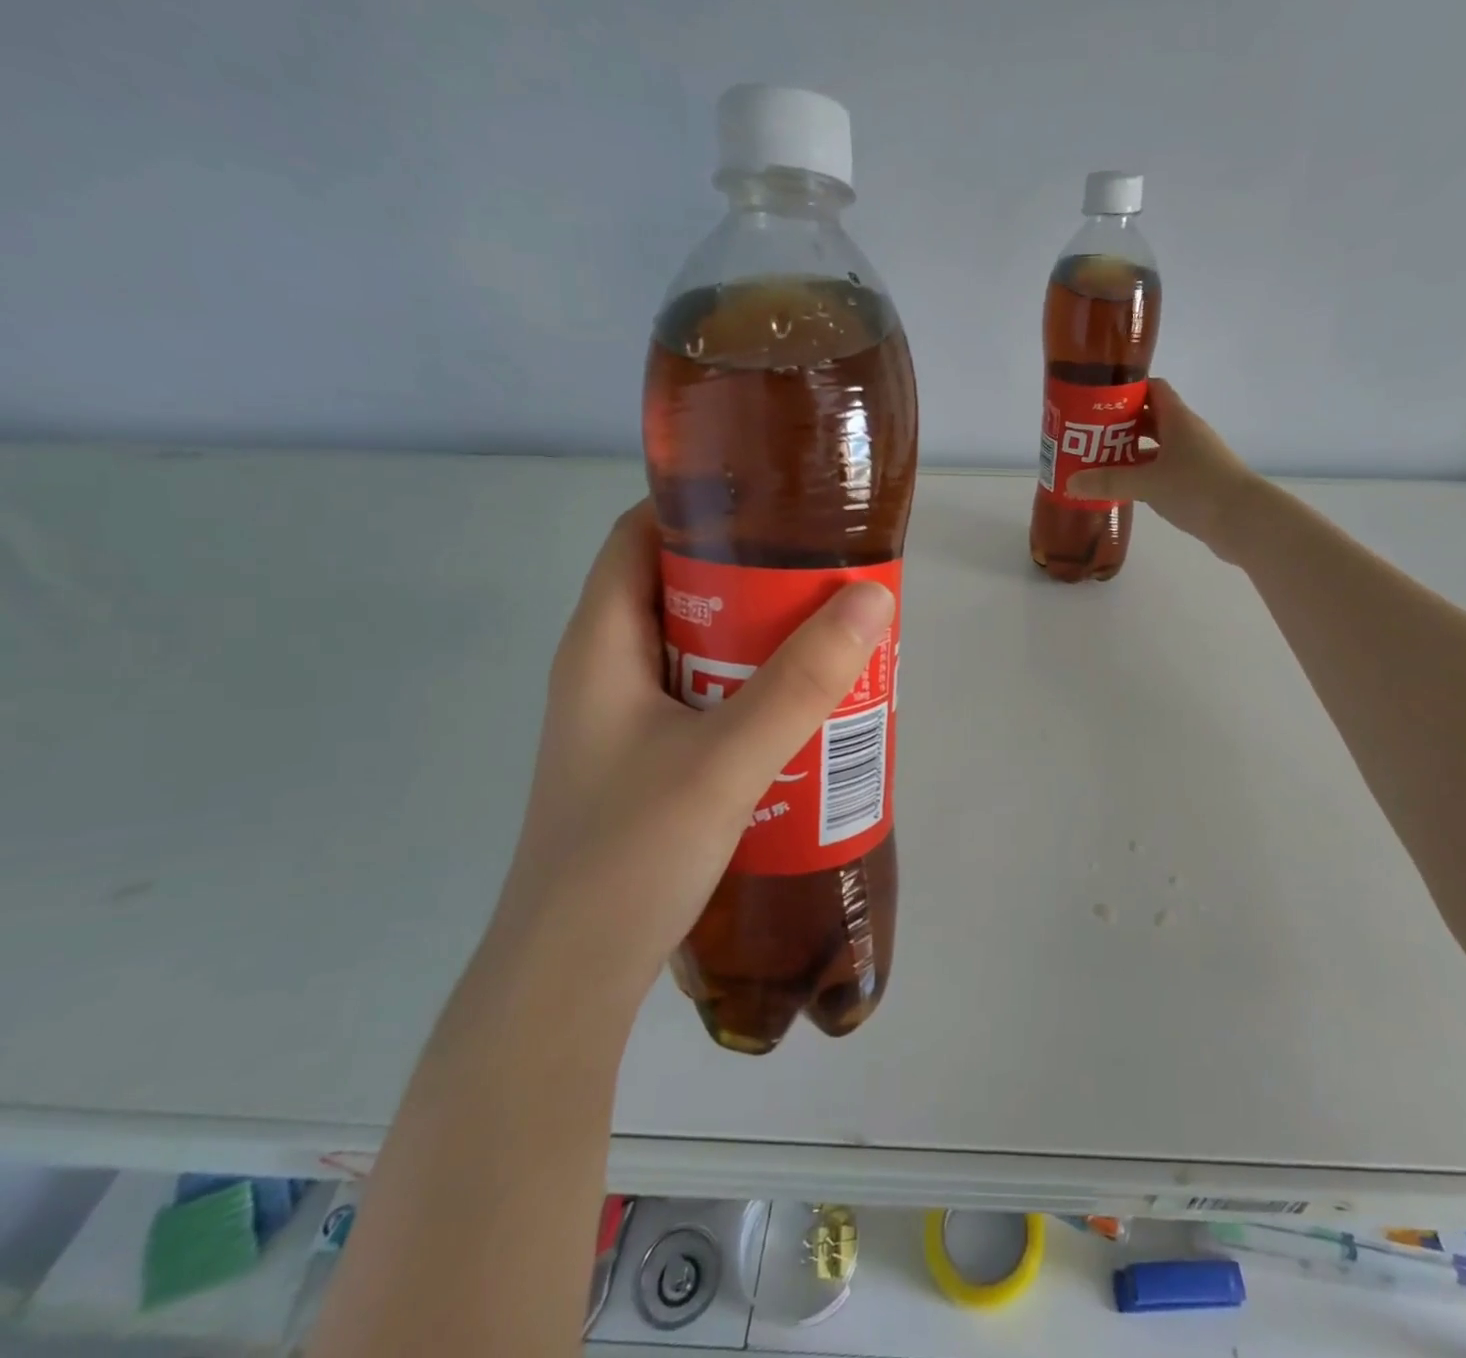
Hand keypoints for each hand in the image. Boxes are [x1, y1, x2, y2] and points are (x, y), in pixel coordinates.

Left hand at [492, 502, 895, 979]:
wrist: (570, 981)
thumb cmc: (629, 856)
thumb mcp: (726, 760)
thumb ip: (801, 682)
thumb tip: (871, 600)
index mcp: (601, 644)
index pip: (640, 536)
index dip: (702, 509)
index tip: (778, 509)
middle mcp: (607, 672)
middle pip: (682, 593)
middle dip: (754, 582)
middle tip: (827, 583)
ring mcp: (626, 722)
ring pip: (700, 652)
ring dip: (761, 643)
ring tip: (831, 641)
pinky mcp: (647, 764)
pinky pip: (707, 702)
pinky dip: (753, 693)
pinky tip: (803, 716)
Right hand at [1068, 379, 1266, 558]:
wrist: (1245, 521)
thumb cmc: (1197, 489)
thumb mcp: (1147, 483)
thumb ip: (1109, 482)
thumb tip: (1070, 483)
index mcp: (1178, 420)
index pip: (1153, 389)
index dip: (1127, 390)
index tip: (1098, 400)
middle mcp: (1187, 434)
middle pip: (1151, 418)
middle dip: (1121, 425)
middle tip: (1089, 435)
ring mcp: (1194, 459)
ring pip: (1157, 447)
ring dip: (1131, 453)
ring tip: (1099, 463)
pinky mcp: (1197, 483)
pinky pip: (1164, 470)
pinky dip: (1144, 475)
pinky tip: (1125, 488)